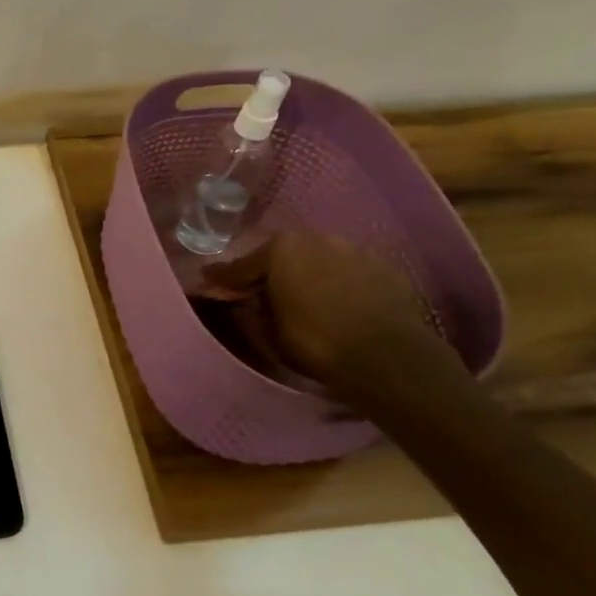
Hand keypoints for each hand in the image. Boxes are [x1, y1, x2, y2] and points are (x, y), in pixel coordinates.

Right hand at [195, 231, 448, 391]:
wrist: (387, 356)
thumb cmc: (315, 341)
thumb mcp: (269, 330)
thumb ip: (255, 308)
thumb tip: (250, 299)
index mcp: (281, 249)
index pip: (242, 265)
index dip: (224, 278)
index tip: (209, 281)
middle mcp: (317, 239)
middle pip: (283, 255)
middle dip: (270, 270)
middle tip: (258, 290)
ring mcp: (355, 251)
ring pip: (319, 260)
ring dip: (306, 274)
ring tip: (300, 295)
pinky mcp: (385, 268)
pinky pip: (348, 273)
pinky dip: (337, 283)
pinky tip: (335, 302)